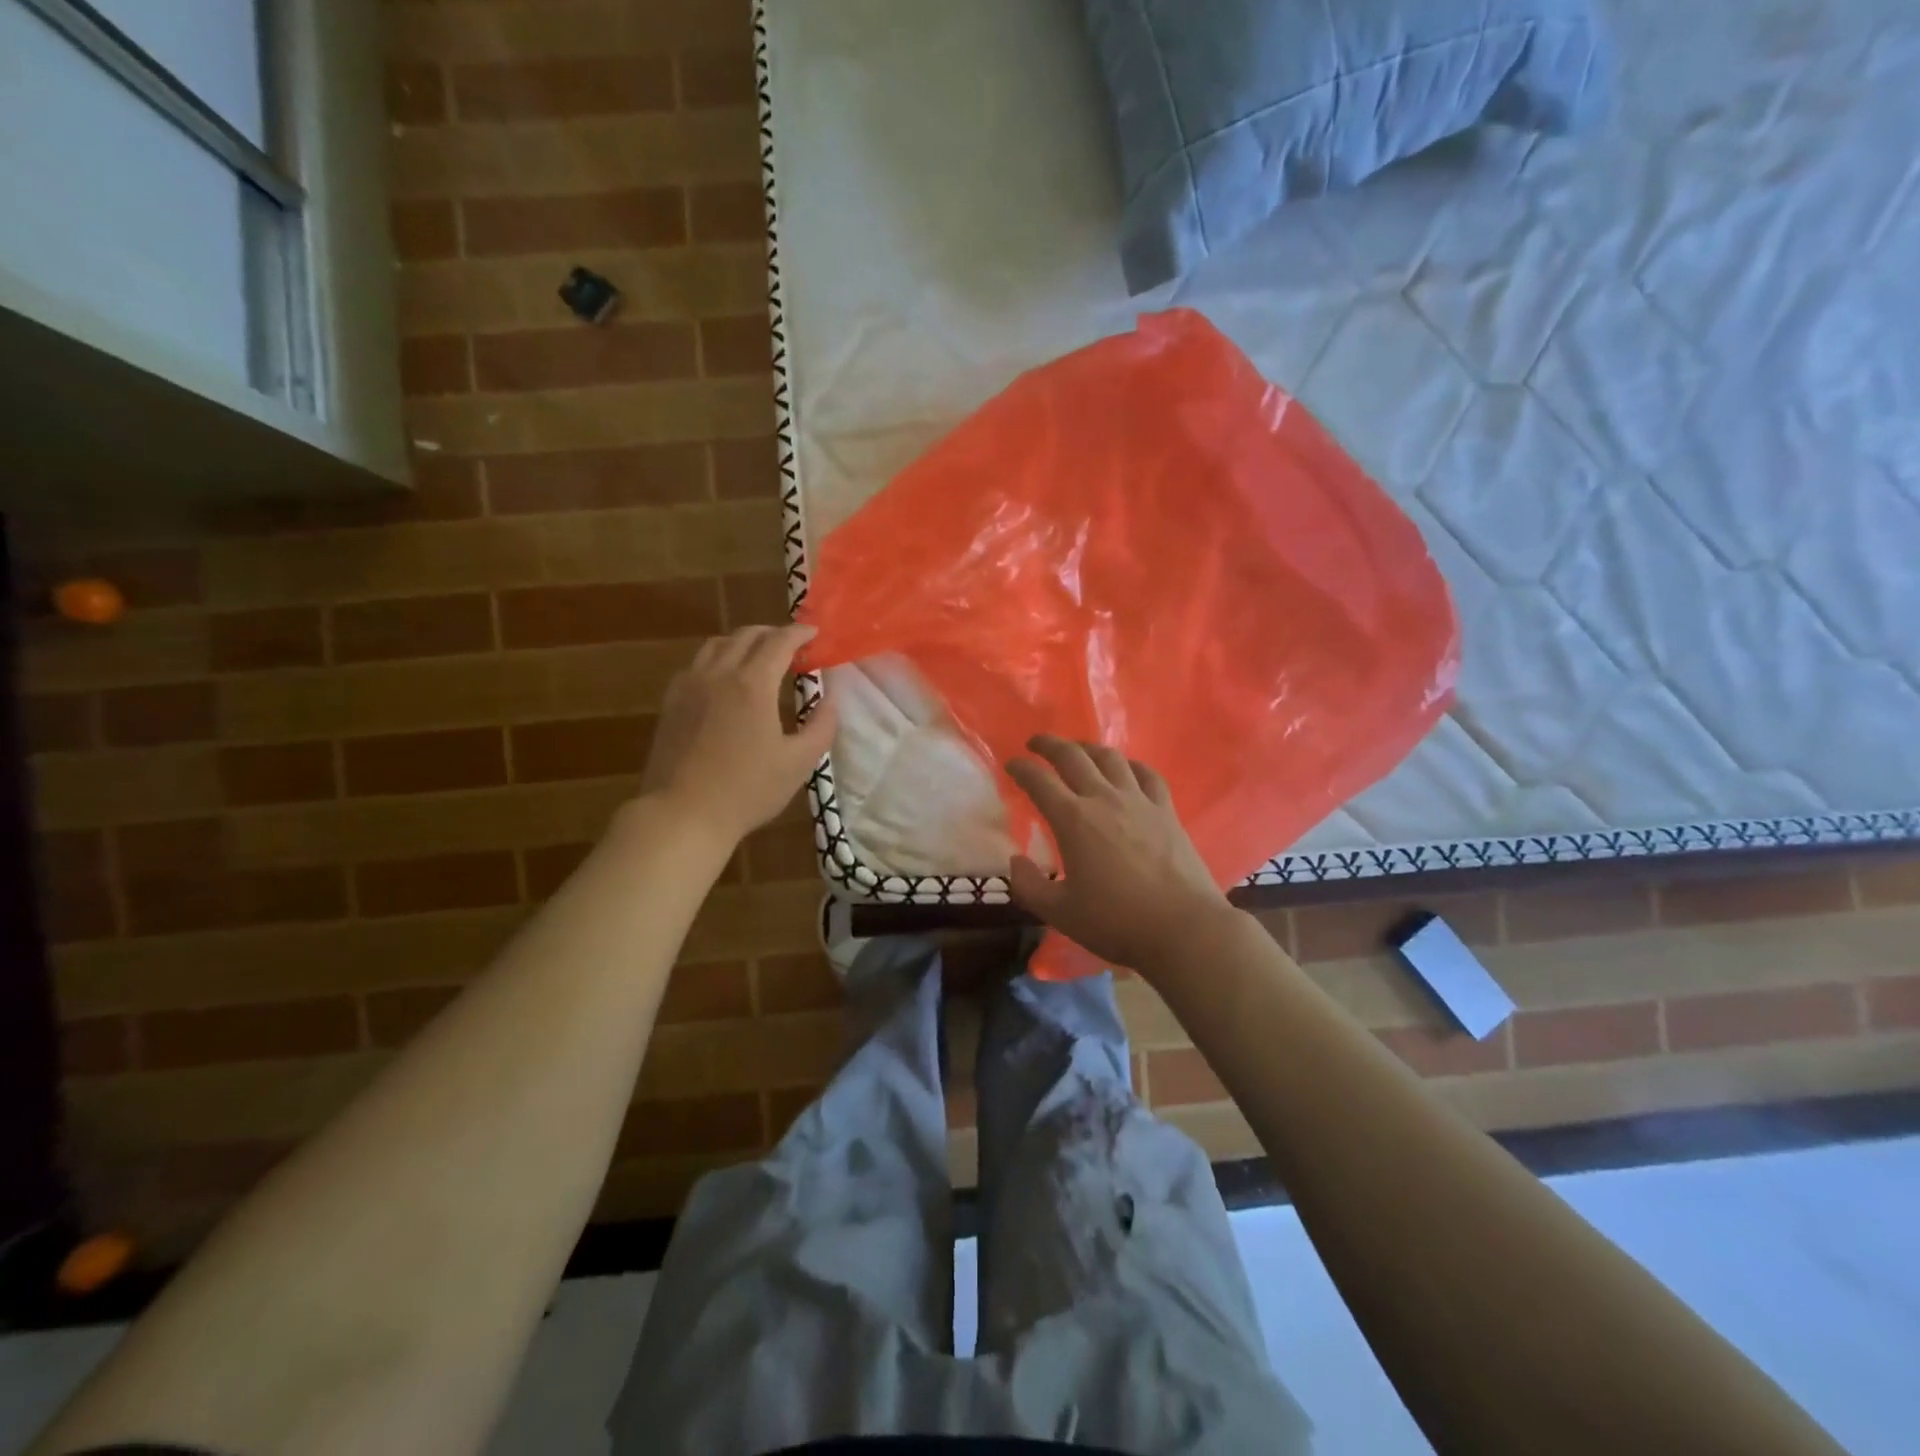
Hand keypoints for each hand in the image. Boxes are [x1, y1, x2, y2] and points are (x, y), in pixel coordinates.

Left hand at [640, 625, 836, 845]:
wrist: (682, 814)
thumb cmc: (747, 790)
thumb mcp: (798, 763)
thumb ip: (821, 727)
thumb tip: (830, 701)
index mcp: (752, 684)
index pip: (779, 642)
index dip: (799, 633)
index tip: (814, 633)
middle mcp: (719, 674)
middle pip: (746, 636)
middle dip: (772, 633)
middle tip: (791, 644)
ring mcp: (689, 686)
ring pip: (717, 645)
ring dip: (743, 642)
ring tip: (758, 657)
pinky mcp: (671, 702)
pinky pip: (696, 664)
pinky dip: (718, 659)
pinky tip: (724, 680)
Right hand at [1005, 735, 1233, 972]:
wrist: (1183, 928)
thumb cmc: (1116, 921)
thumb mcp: (1060, 912)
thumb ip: (1029, 886)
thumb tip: (1016, 860)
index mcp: (1073, 820)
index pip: (1039, 781)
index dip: (1021, 768)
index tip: (1011, 764)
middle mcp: (1104, 799)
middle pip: (1073, 757)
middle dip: (1050, 745)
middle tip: (1036, 743)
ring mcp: (1139, 801)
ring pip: (1110, 758)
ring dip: (1088, 748)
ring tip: (1078, 750)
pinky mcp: (1166, 811)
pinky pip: (1147, 774)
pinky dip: (1131, 765)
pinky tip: (1127, 769)